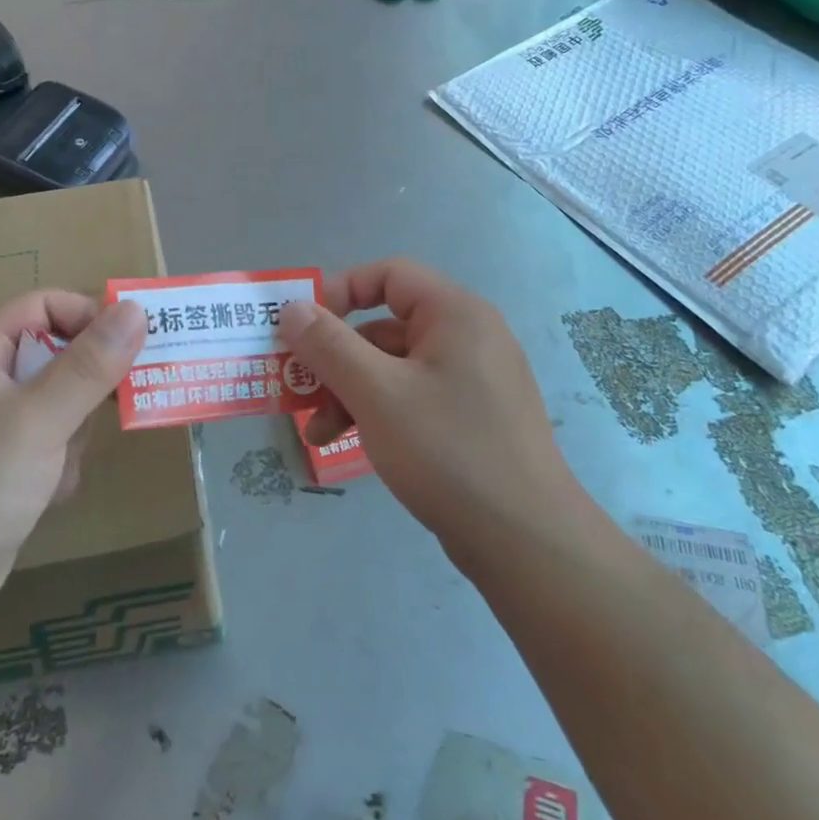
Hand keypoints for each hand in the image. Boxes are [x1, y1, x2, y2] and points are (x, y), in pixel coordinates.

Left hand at [0, 291, 146, 644]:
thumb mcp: (37, 420)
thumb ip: (90, 365)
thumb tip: (136, 308)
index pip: (45, 305)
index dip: (89, 317)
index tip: (134, 347)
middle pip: (56, 355)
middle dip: (87, 386)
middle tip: (121, 404)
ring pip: (60, 404)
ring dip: (73, 434)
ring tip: (59, 467)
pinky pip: (49, 445)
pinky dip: (58, 466)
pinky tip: (45, 497)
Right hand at [281, 259, 578, 556]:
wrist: (527, 543)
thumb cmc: (448, 451)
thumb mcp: (376, 393)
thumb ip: (329, 345)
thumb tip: (291, 308)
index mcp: (455, 314)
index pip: (389, 275)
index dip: (339, 291)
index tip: (301, 326)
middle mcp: (467, 337)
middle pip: (385, 327)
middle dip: (335, 357)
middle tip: (296, 385)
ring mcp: (471, 381)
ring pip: (393, 368)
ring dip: (349, 391)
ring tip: (315, 431)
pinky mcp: (470, 419)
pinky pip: (411, 397)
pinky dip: (376, 412)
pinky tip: (347, 443)